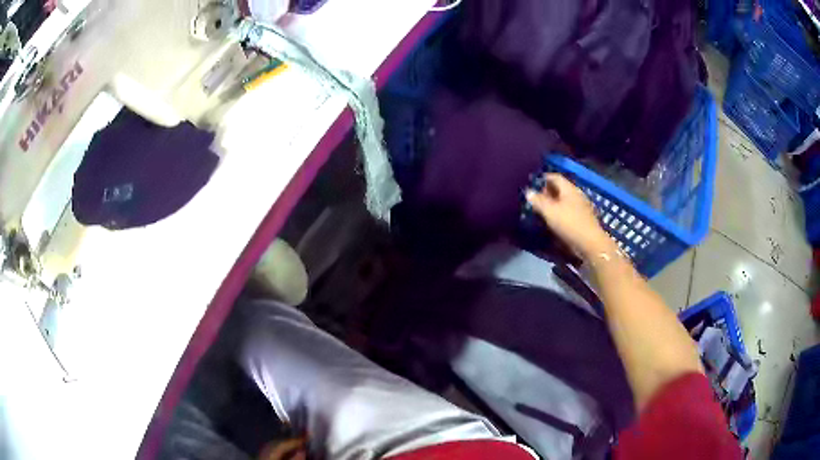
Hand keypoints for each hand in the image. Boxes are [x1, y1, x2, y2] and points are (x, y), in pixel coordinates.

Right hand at [526, 173, 613, 258]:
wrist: (590, 243)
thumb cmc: (569, 224)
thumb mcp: (549, 212)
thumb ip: (538, 201)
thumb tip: (528, 192)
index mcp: (569, 189)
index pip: (555, 177)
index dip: (544, 178)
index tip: (534, 183)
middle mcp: (577, 194)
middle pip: (561, 188)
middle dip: (548, 191)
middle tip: (537, 198)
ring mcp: (582, 206)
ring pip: (565, 199)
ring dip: (555, 202)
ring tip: (544, 210)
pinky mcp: (584, 218)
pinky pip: (570, 209)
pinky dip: (561, 211)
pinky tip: (555, 219)